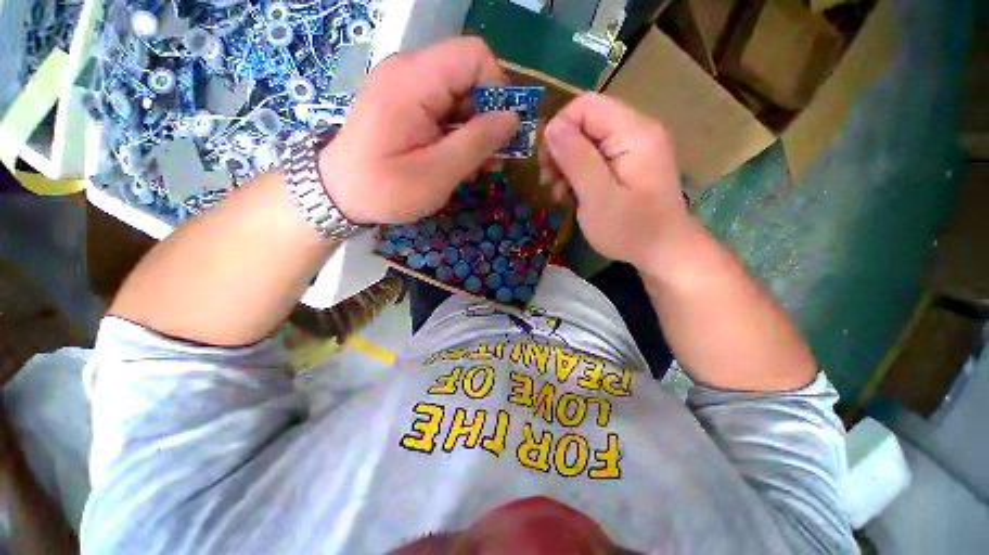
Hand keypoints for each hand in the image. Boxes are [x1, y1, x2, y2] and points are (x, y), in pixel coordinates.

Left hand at [319, 38, 520, 223]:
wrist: (338, 195)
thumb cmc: (386, 189)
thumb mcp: (438, 172)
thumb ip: (477, 142)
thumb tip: (513, 118)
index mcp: (413, 80)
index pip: (473, 56)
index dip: (498, 89)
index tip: (503, 131)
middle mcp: (409, 72)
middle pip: (468, 77)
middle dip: (488, 118)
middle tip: (494, 159)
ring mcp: (406, 88)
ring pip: (460, 98)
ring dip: (476, 132)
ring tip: (479, 168)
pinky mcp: (406, 106)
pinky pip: (445, 111)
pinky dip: (459, 136)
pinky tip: (461, 162)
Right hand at [539, 93, 694, 271]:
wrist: (664, 252)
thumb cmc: (631, 230)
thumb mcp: (598, 198)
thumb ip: (576, 160)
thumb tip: (552, 127)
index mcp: (634, 133)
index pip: (586, 106)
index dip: (559, 128)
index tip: (546, 163)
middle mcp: (636, 132)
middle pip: (585, 123)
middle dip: (560, 150)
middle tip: (549, 181)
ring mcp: (633, 149)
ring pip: (586, 142)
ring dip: (566, 165)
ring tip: (558, 193)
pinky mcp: (628, 165)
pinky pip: (595, 158)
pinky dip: (578, 175)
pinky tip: (571, 195)